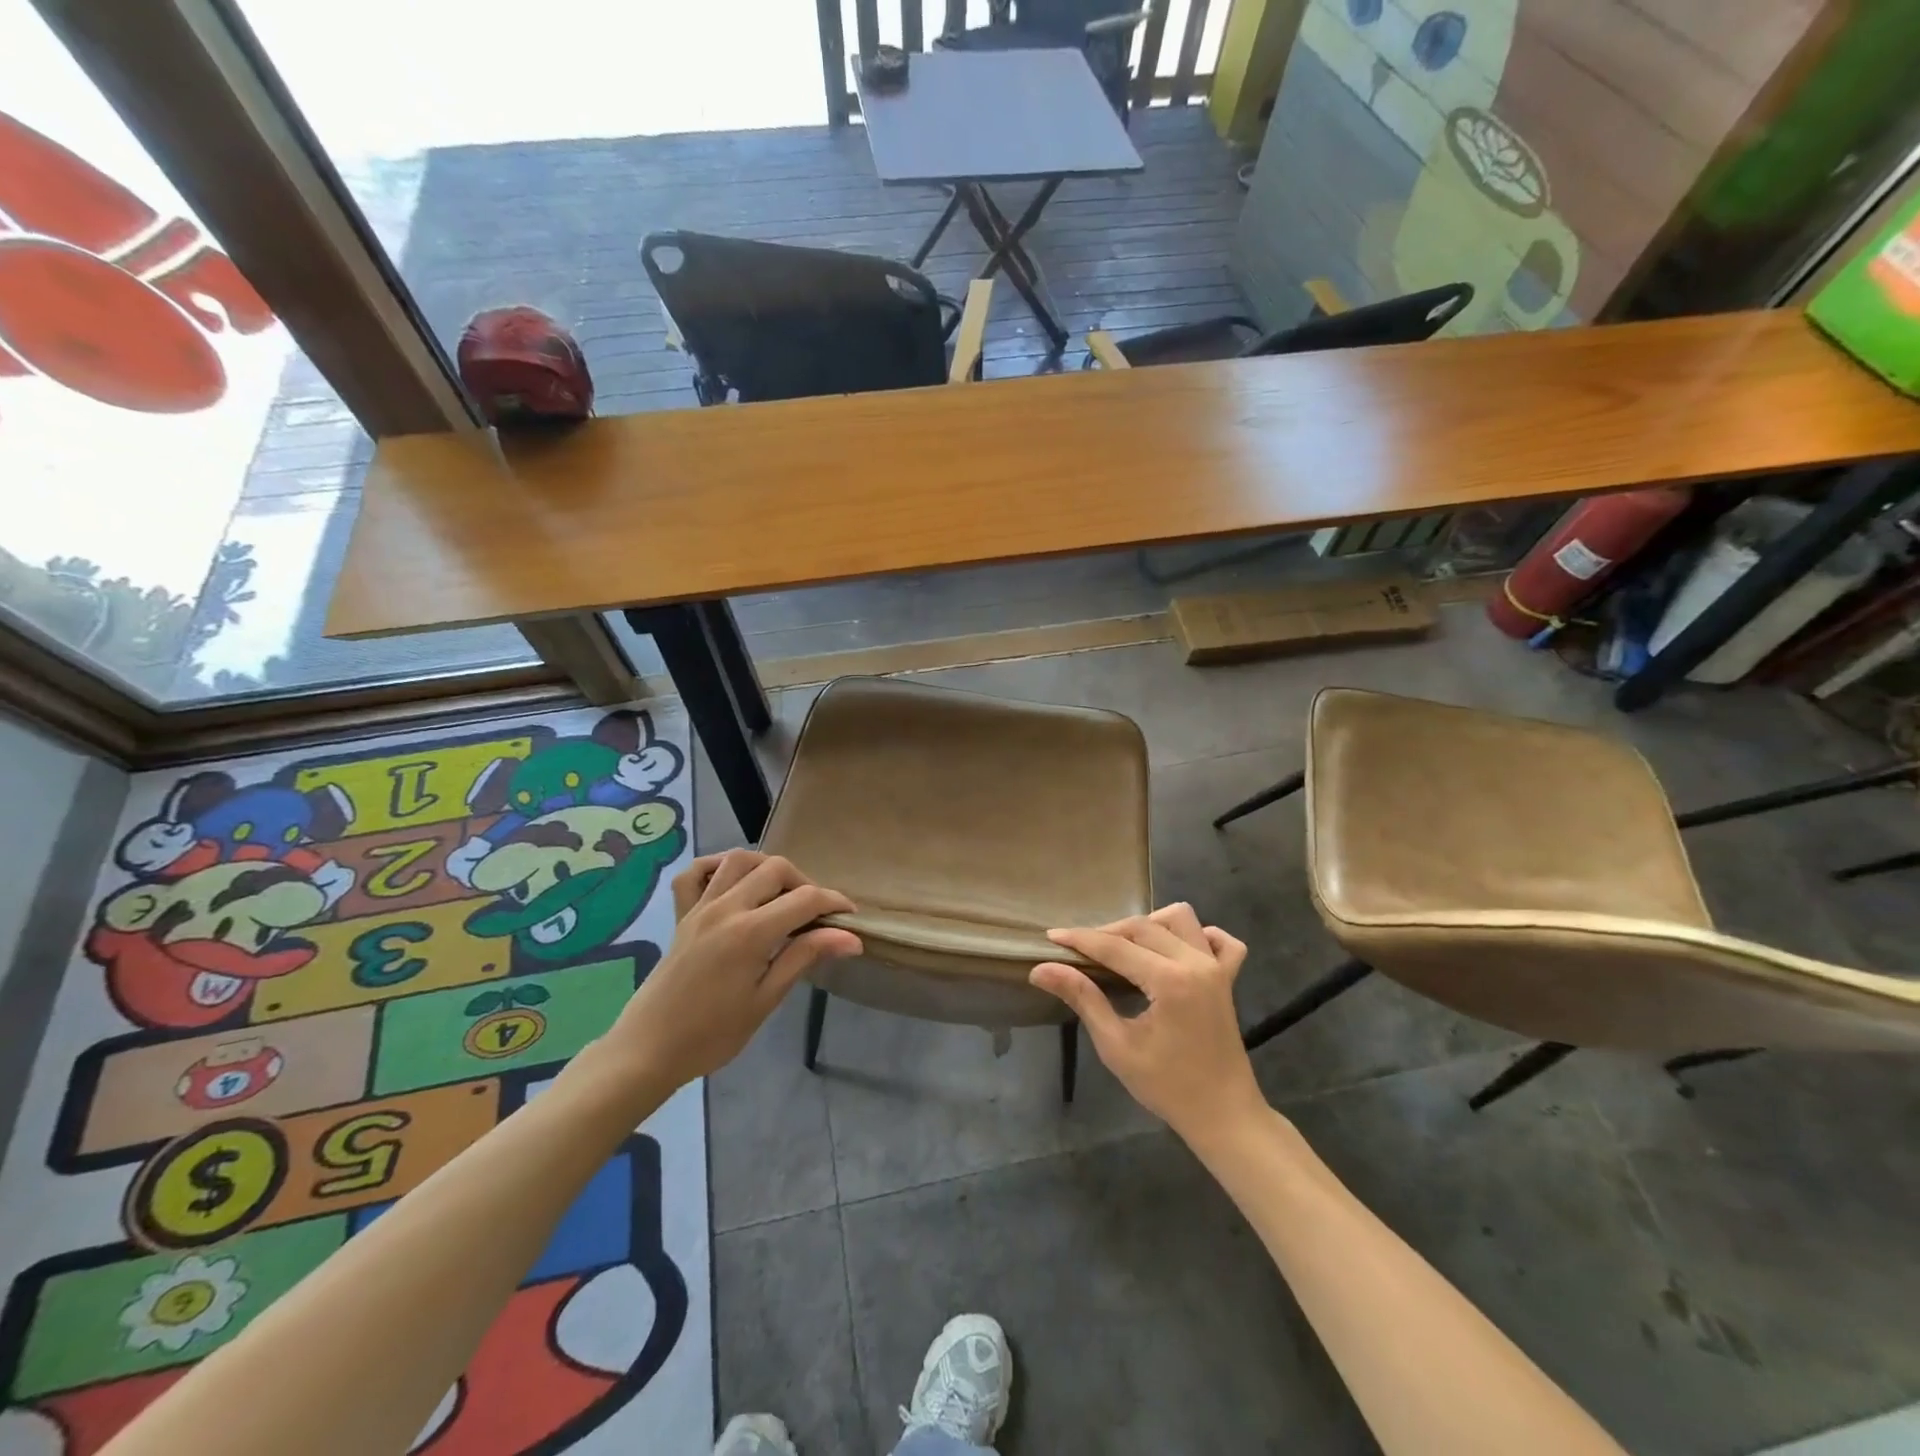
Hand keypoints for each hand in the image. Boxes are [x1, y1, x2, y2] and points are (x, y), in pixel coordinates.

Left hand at [602, 851, 861, 1088]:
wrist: (649, 1050)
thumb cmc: (713, 1034)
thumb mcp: (766, 999)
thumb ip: (805, 957)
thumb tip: (850, 938)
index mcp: (750, 932)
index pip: (805, 899)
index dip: (834, 902)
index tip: (850, 916)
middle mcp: (726, 908)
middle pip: (776, 868)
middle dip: (805, 883)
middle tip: (815, 914)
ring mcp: (700, 907)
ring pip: (739, 860)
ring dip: (767, 868)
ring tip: (780, 895)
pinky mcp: (682, 915)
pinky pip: (695, 874)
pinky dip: (717, 867)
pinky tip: (733, 883)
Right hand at [1030, 903, 1264, 1142]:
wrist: (1223, 1116)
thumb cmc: (1167, 1086)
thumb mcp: (1116, 1046)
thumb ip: (1082, 999)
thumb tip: (1041, 969)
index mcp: (1169, 981)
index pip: (1115, 946)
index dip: (1080, 939)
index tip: (1051, 937)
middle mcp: (1195, 963)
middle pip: (1143, 926)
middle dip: (1107, 933)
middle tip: (1080, 952)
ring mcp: (1216, 967)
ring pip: (1180, 918)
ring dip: (1149, 925)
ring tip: (1126, 948)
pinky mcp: (1228, 978)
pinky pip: (1221, 941)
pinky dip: (1198, 935)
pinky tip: (1177, 949)